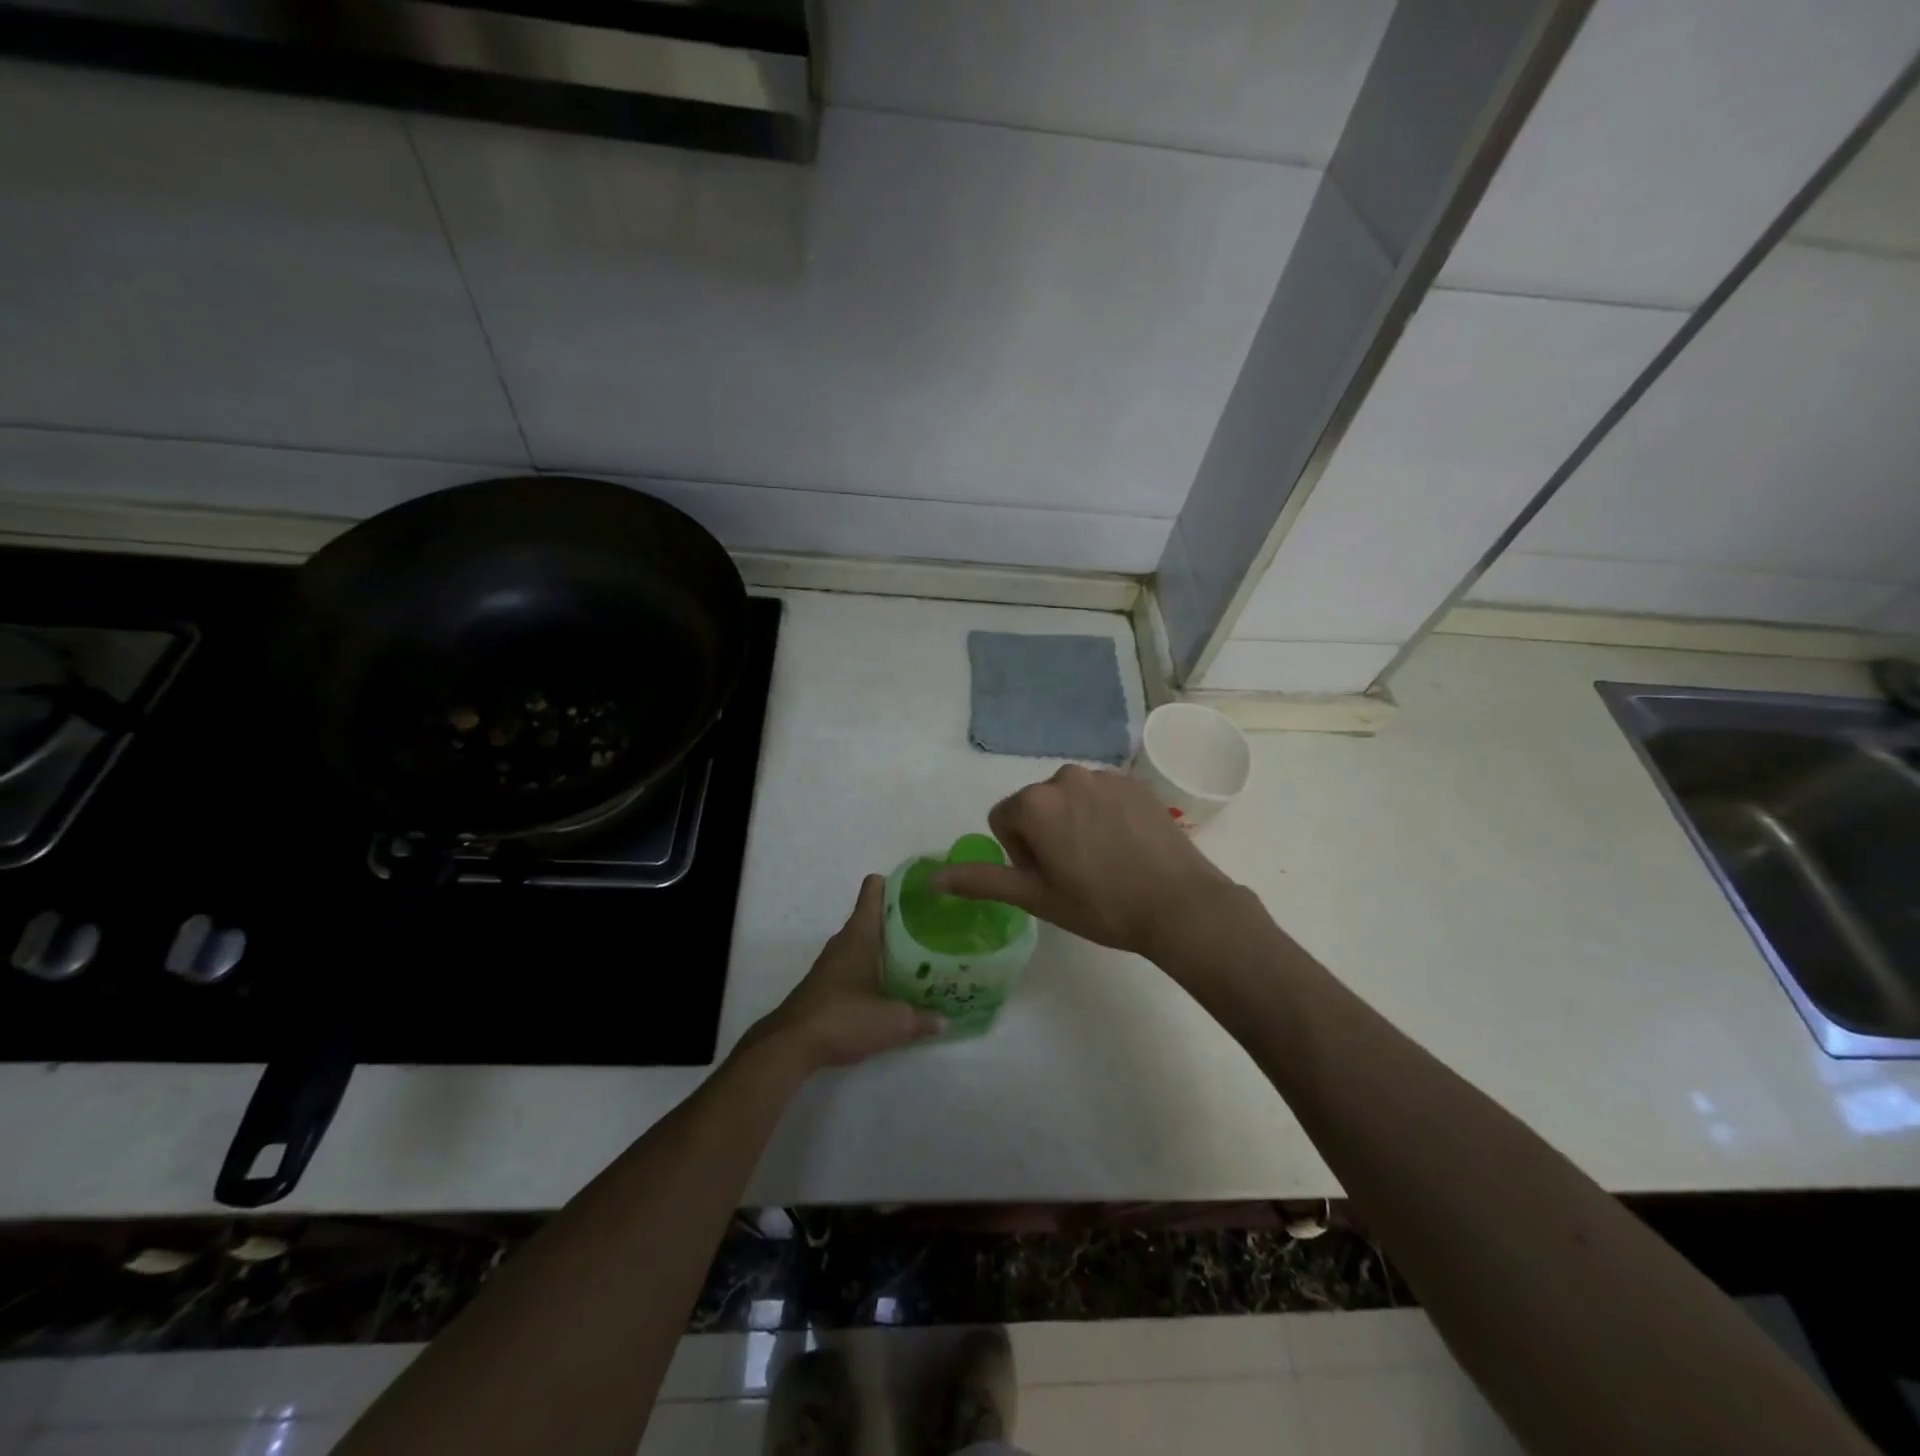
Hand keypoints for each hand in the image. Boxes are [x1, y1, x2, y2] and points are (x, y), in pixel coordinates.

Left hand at [748, 874, 944, 1074]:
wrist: (791, 1046)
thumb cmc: (843, 1018)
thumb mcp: (892, 1022)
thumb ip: (922, 1019)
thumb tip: (945, 1021)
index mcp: (860, 933)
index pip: (874, 889)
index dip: (897, 884)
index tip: (922, 892)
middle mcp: (845, 940)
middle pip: (876, 916)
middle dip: (903, 920)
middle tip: (934, 929)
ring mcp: (834, 962)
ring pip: (867, 942)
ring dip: (890, 946)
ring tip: (923, 957)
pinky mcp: (828, 984)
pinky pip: (858, 964)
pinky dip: (876, 968)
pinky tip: (895, 986)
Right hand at [932, 765, 1238, 959]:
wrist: (1179, 904)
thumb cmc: (1099, 905)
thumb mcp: (1035, 897)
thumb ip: (980, 881)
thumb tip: (932, 879)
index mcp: (1035, 802)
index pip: (1003, 820)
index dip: (1019, 853)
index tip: (1049, 878)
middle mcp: (1065, 776)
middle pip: (1036, 806)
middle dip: (1045, 834)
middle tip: (1074, 873)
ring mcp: (1104, 776)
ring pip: (1070, 799)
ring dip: (1074, 823)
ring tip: (1103, 862)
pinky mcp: (1135, 782)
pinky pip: (1102, 795)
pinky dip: (1104, 816)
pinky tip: (1126, 848)